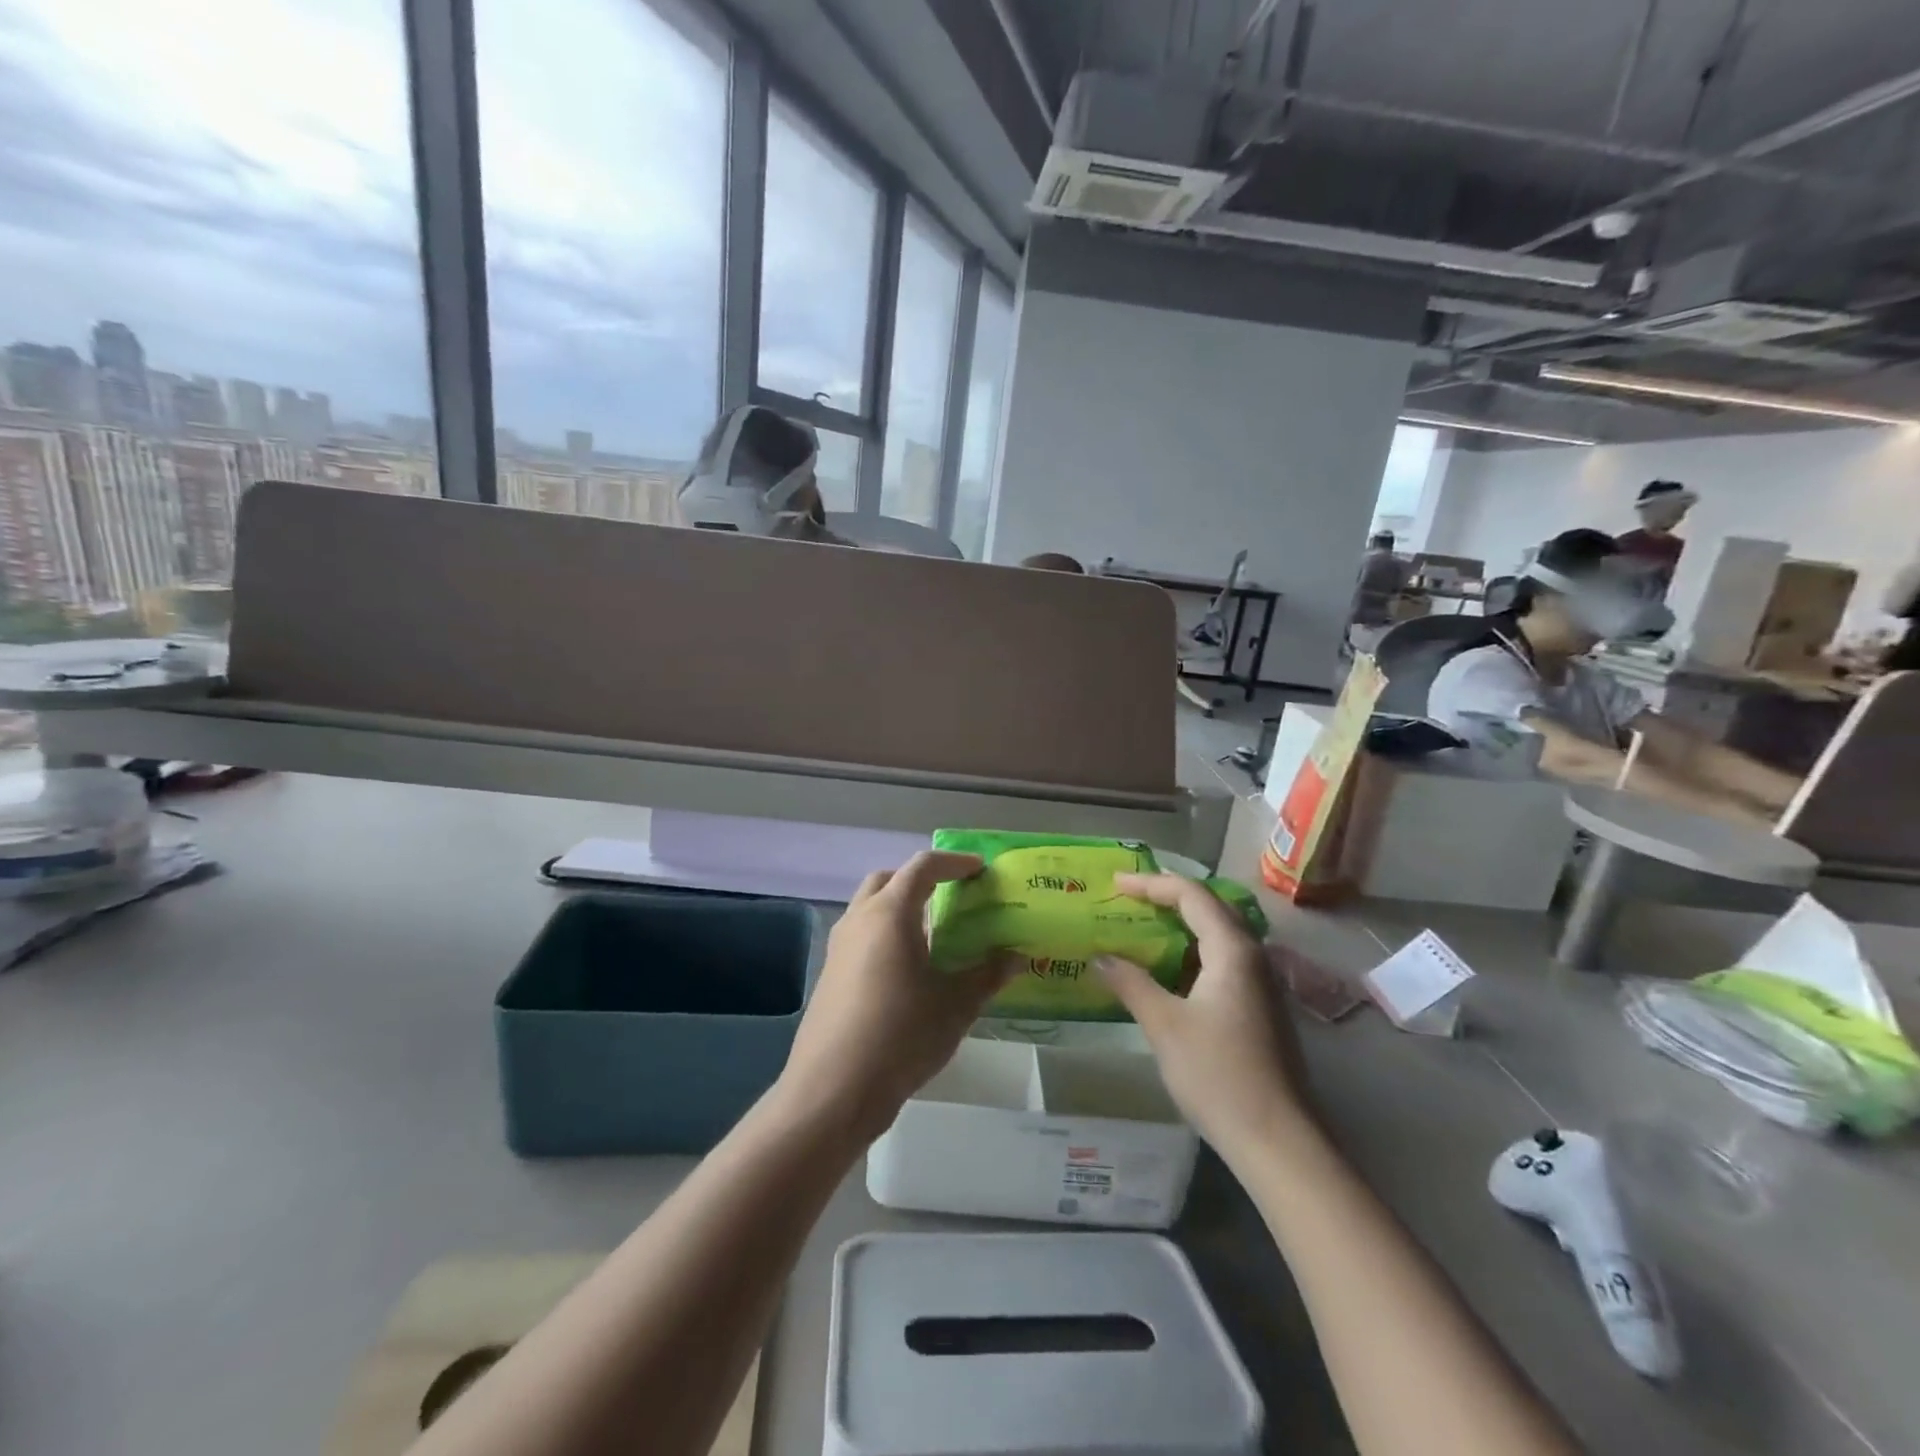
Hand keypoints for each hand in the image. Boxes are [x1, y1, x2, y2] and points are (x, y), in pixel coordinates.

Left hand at [778, 851, 1014, 1141]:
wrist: (834, 1089)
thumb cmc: (901, 1036)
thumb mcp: (956, 1006)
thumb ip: (987, 975)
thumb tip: (1017, 957)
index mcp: (890, 914)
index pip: (922, 867)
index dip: (953, 863)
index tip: (979, 870)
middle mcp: (859, 920)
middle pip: (888, 880)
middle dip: (919, 880)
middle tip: (951, 897)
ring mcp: (839, 947)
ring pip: (870, 908)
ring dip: (899, 908)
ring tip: (933, 935)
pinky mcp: (830, 974)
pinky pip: (861, 936)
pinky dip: (885, 935)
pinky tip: (907, 970)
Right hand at [1097, 873, 1311, 1164]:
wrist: (1278, 1141)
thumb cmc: (1218, 1074)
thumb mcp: (1164, 1025)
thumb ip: (1131, 983)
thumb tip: (1100, 958)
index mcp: (1233, 950)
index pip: (1192, 895)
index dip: (1151, 883)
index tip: (1115, 884)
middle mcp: (1252, 957)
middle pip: (1209, 909)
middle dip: (1168, 898)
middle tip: (1128, 899)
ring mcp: (1260, 984)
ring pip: (1217, 937)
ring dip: (1180, 927)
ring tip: (1141, 929)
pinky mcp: (1259, 1009)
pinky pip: (1221, 962)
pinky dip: (1190, 954)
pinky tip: (1167, 974)